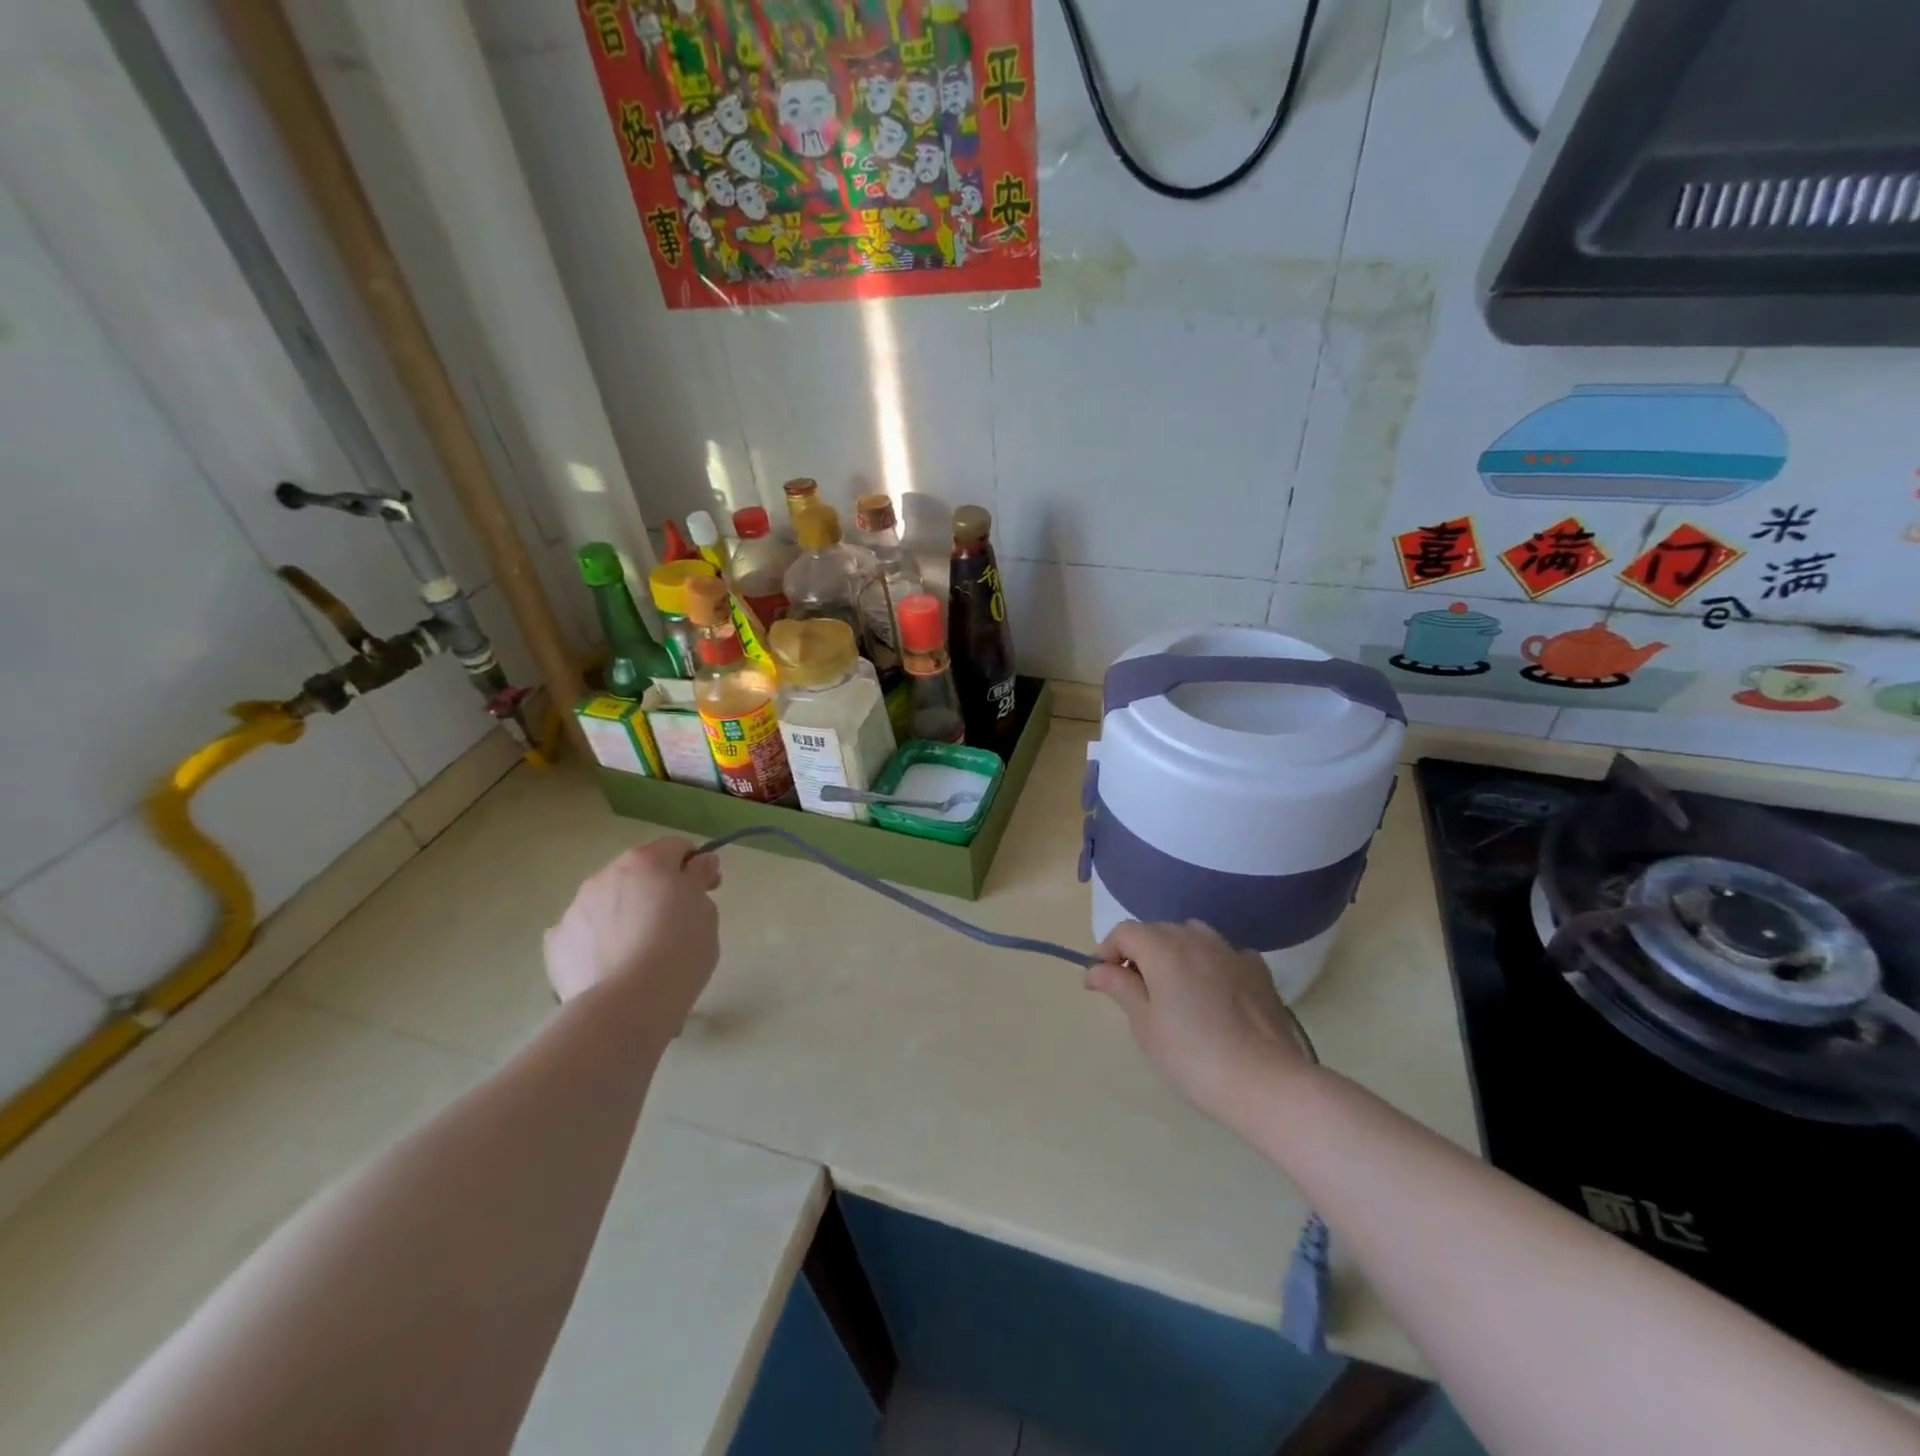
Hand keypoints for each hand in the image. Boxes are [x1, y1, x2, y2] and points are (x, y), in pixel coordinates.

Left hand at [543, 839, 722, 1022]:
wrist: (628, 1004)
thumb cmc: (680, 951)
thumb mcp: (707, 911)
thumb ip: (698, 881)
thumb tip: (697, 865)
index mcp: (647, 861)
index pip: (677, 848)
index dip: (695, 867)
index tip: (706, 892)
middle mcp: (606, 874)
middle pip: (638, 872)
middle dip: (655, 889)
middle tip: (674, 924)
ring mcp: (576, 907)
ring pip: (608, 900)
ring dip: (624, 912)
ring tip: (639, 951)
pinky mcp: (557, 941)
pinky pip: (585, 932)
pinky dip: (598, 940)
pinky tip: (612, 965)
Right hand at [1086, 920, 1310, 1122]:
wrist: (1265, 1082)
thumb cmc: (1193, 1056)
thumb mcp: (1145, 1025)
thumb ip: (1119, 987)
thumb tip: (1094, 969)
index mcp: (1163, 949)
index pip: (1125, 932)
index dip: (1107, 951)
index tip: (1101, 981)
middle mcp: (1196, 938)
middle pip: (1157, 930)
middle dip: (1139, 952)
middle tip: (1134, 990)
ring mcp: (1230, 950)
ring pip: (1191, 936)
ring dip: (1174, 951)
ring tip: (1173, 988)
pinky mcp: (1257, 968)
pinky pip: (1222, 953)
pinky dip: (1208, 963)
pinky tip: (1211, 993)